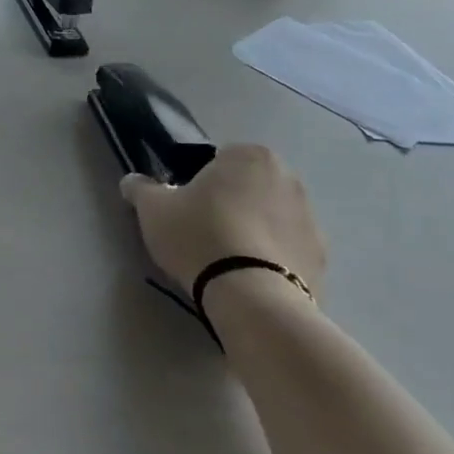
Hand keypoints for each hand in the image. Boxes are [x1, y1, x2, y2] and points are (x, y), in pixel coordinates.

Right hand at [120, 145, 325, 297]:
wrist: (253, 297)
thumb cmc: (200, 236)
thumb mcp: (153, 210)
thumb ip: (141, 189)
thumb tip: (131, 181)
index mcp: (250, 156)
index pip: (219, 160)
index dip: (199, 183)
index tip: (186, 208)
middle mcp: (288, 178)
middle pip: (248, 187)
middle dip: (231, 204)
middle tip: (202, 233)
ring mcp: (311, 219)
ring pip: (270, 219)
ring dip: (252, 231)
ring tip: (225, 263)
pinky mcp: (322, 259)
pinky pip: (287, 252)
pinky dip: (272, 261)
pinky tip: (249, 281)